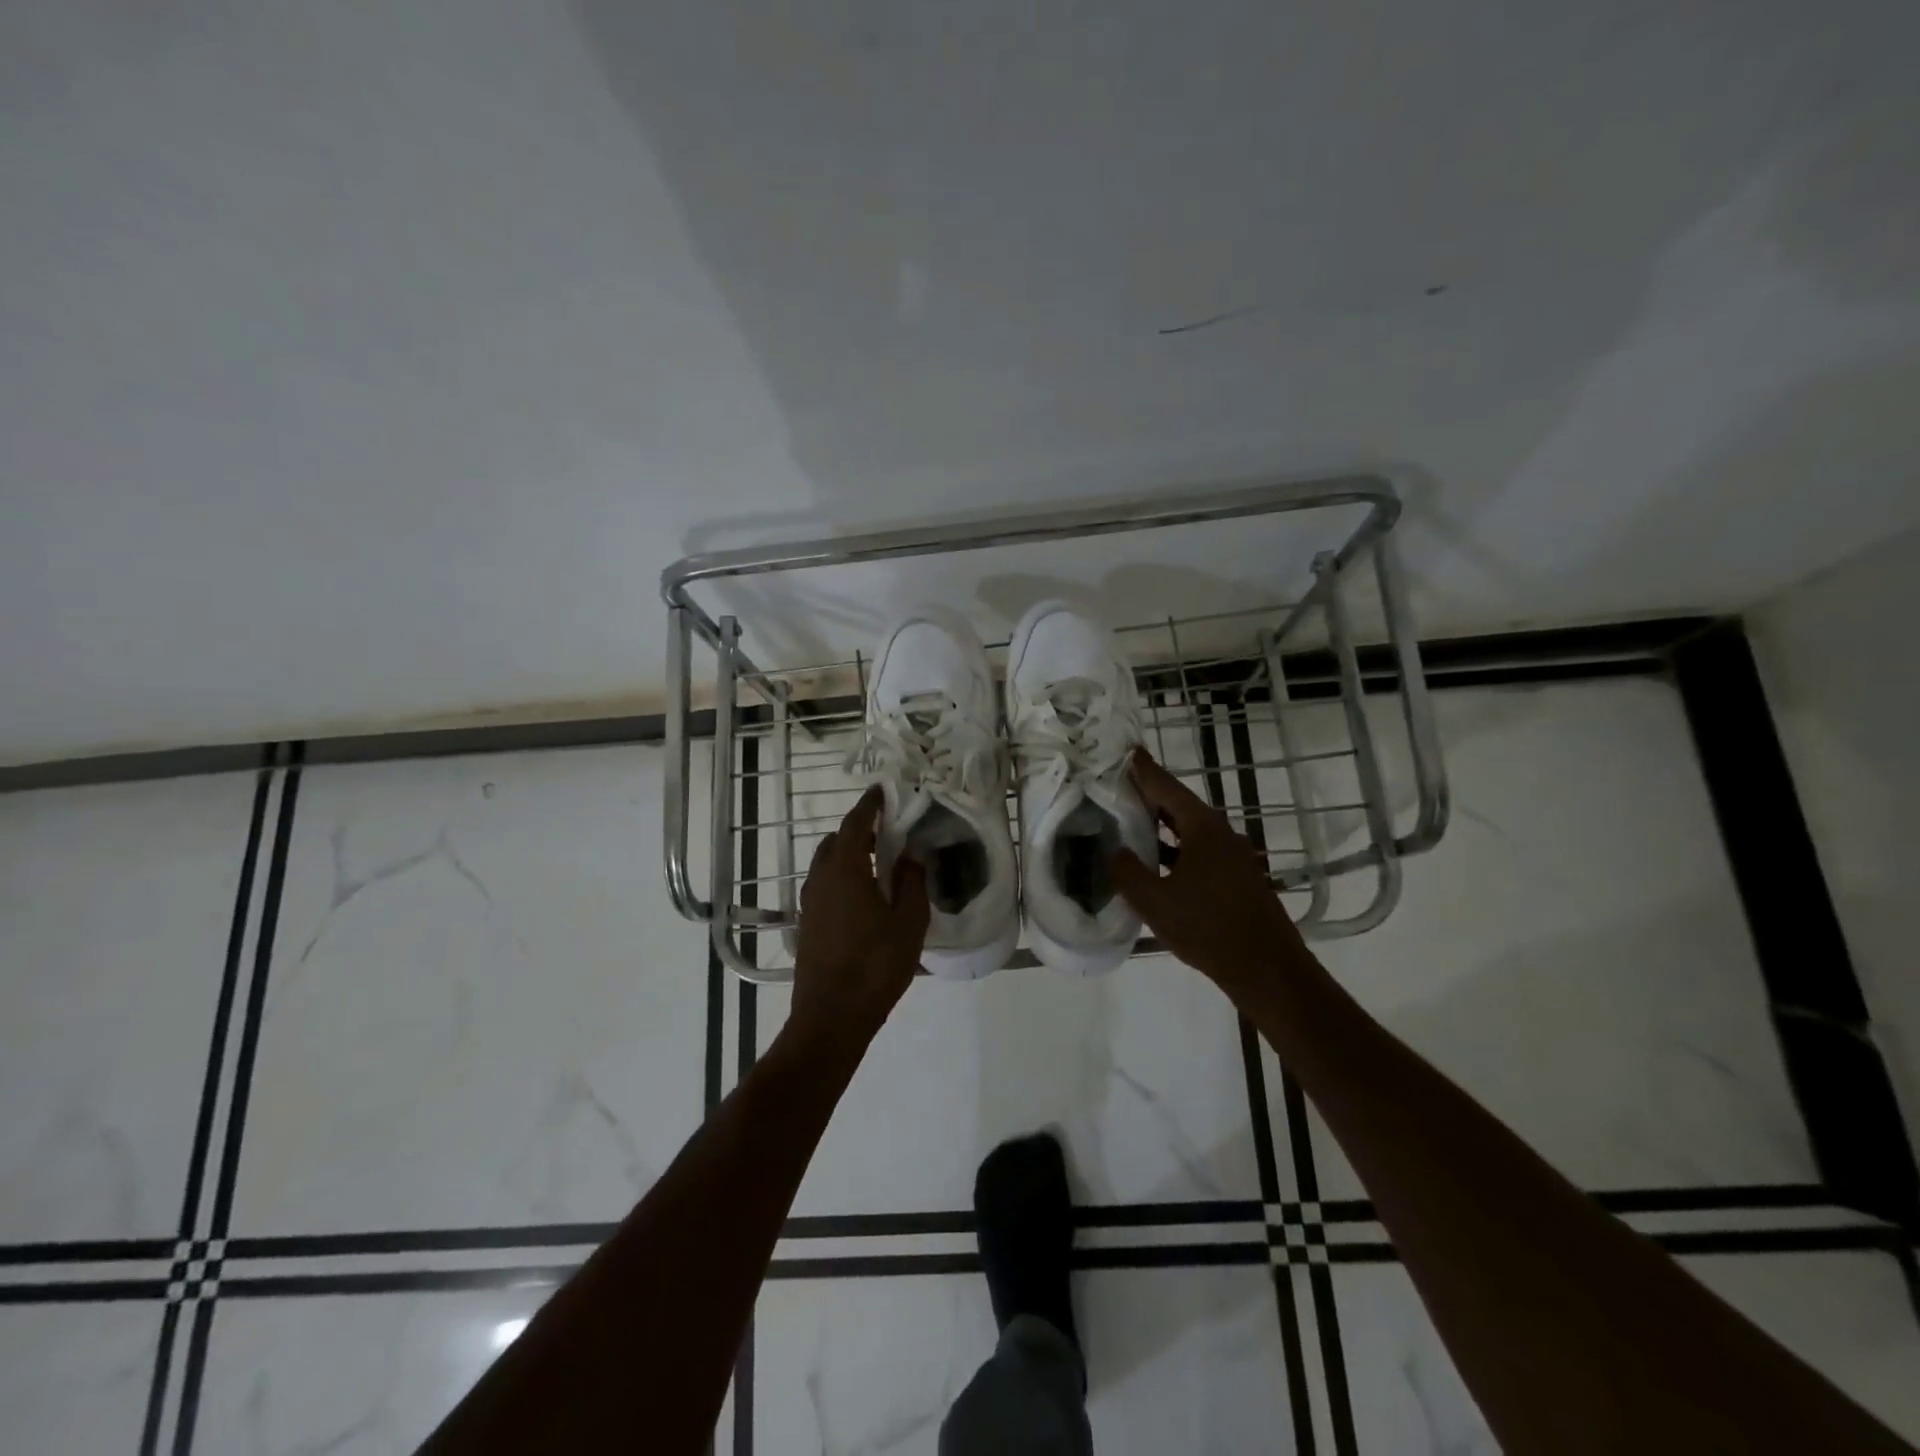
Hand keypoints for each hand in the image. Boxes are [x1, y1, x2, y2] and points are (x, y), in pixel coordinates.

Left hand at [791, 787, 930, 1046]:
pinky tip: (864, 896)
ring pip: (827, 864)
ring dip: (850, 854)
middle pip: (837, 841)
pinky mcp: (807, 923)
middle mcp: (821, 879)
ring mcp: (810, 902)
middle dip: (859, 830)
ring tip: (880, 863)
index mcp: (846, 871)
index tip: (882, 790)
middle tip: (888, 831)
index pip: (855, 824)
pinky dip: (842, 876)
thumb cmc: (875, 966)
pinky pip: (824, 885)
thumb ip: (912, 882)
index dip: (869, 805)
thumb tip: (910, 855)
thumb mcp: (908, 923)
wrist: (831, 1017)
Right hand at [1112, 747, 1311, 999]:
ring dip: (1160, 823)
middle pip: (1178, 804)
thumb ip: (1128, 873)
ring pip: (1188, 829)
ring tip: (1128, 820)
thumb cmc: (1209, 929)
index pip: (1165, 787)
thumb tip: (1116, 852)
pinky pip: (1197, 849)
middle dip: (1148, 794)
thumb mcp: (1155, 902)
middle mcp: (1220, 833)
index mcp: (1202, 828)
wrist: (1267, 969)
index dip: (1142, 770)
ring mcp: (1231, 855)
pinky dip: (1173, 847)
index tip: (1125, 751)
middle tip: (1116, 786)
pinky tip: (1155, 861)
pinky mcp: (1235, 876)